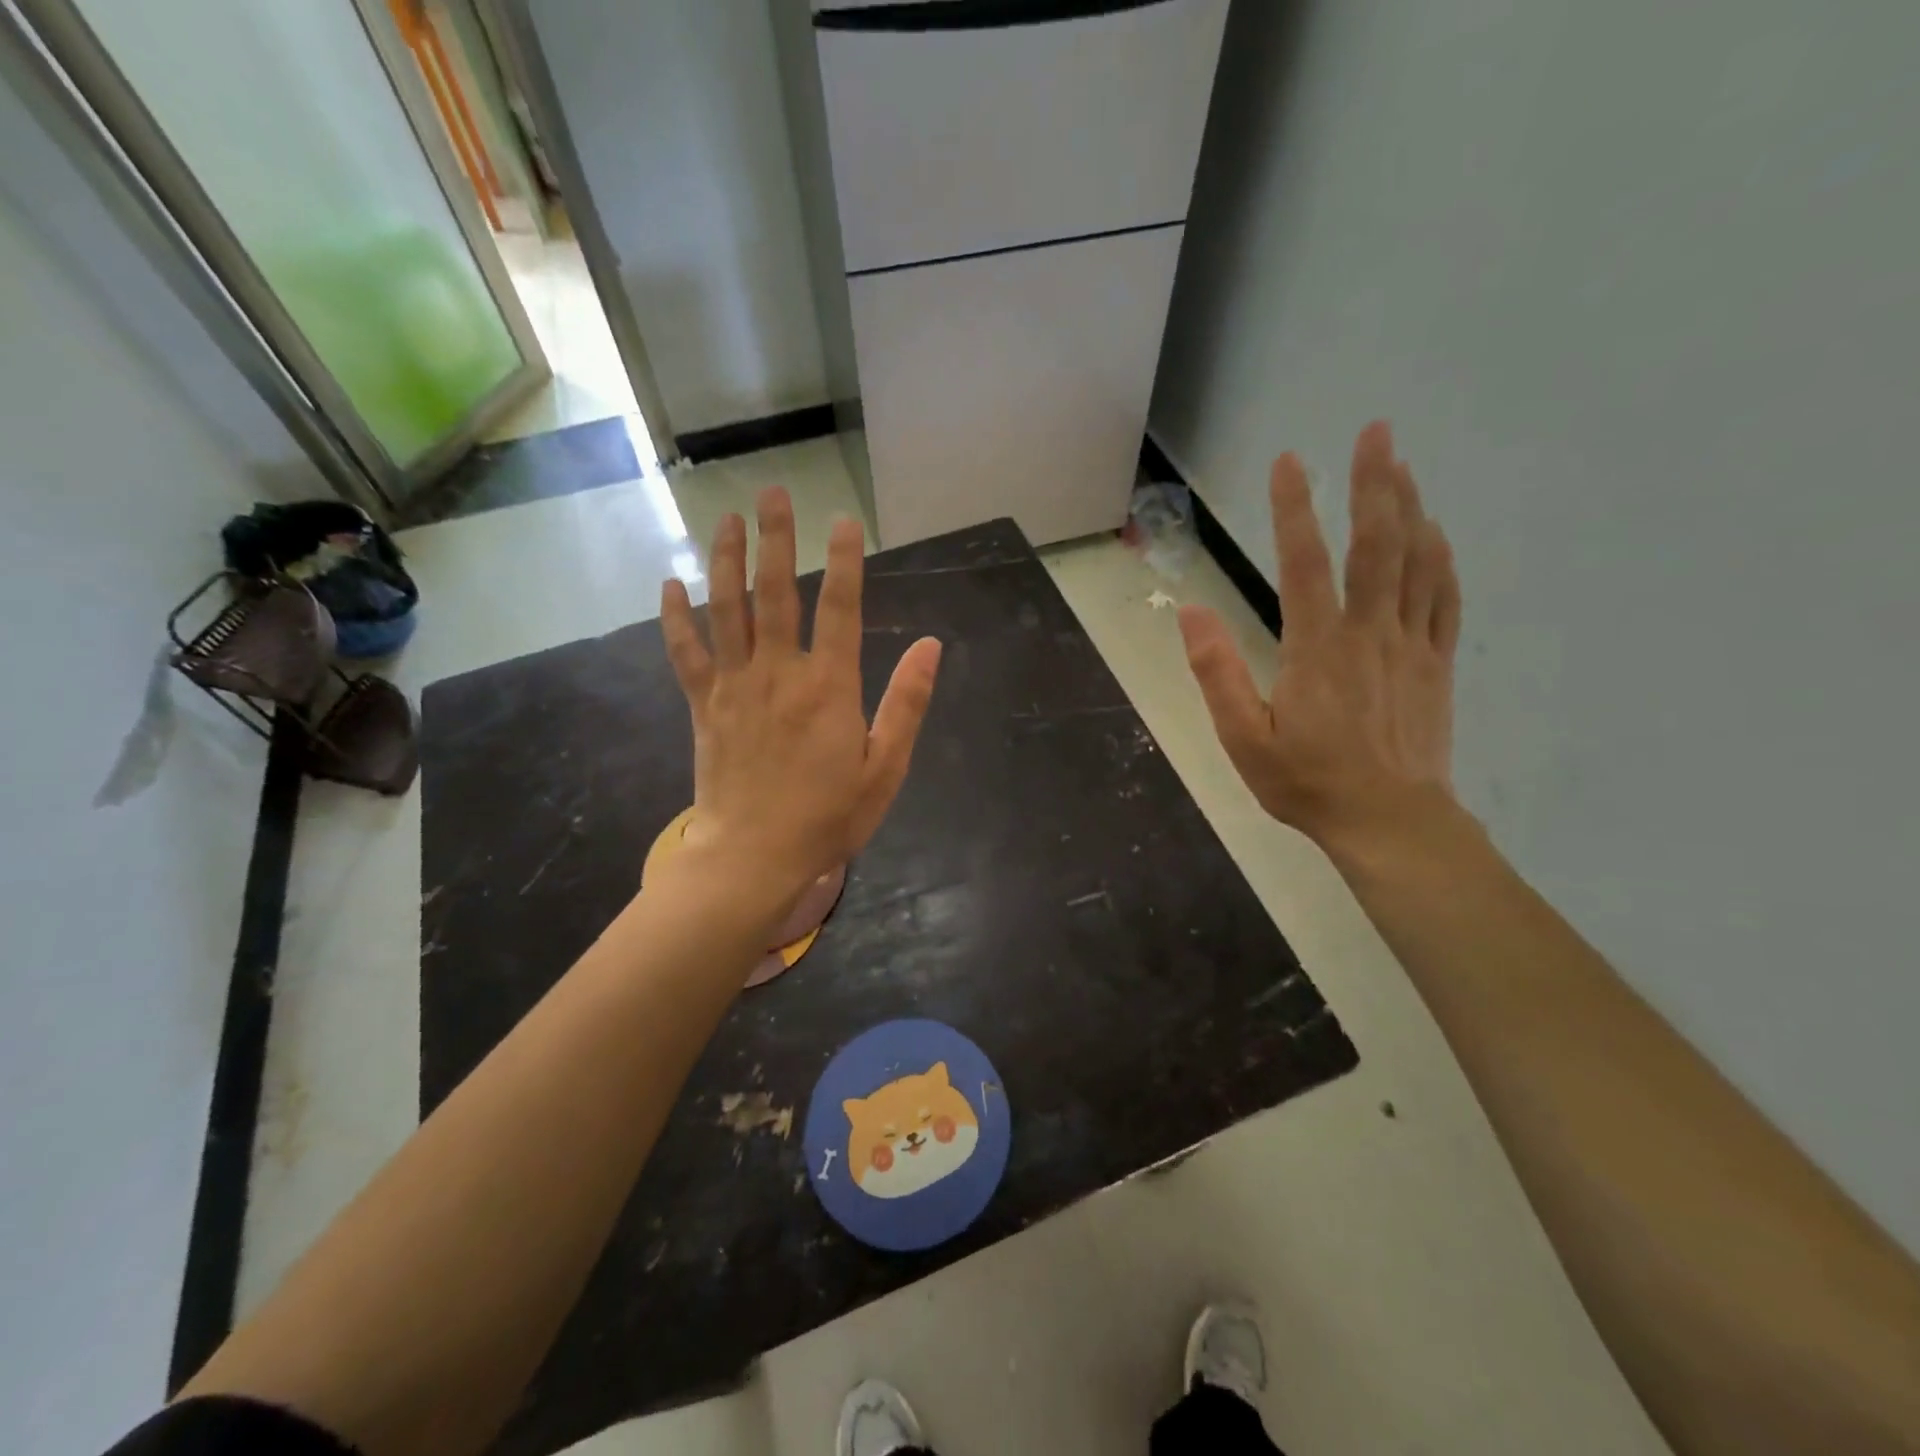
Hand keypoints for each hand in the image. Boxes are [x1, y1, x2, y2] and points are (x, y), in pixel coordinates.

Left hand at [660, 488, 941, 899]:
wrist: (753, 857)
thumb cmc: (827, 817)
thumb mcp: (885, 768)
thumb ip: (906, 703)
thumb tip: (930, 646)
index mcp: (829, 687)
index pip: (840, 608)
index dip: (844, 560)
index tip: (844, 520)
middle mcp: (779, 673)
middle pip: (776, 593)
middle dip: (776, 538)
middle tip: (772, 492)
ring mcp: (735, 686)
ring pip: (726, 609)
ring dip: (726, 560)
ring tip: (726, 519)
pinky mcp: (703, 705)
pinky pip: (685, 651)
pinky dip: (675, 617)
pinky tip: (669, 584)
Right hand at [1179, 421, 1461, 856]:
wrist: (1390, 822)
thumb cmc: (1307, 783)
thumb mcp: (1243, 738)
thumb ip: (1216, 672)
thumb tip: (1190, 612)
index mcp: (1316, 649)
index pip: (1304, 564)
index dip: (1294, 509)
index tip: (1289, 461)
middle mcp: (1368, 633)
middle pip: (1377, 544)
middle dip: (1375, 483)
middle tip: (1377, 431)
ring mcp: (1410, 645)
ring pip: (1416, 562)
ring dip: (1410, 507)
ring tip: (1403, 464)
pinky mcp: (1436, 663)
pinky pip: (1443, 599)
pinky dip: (1440, 558)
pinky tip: (1434, 532)